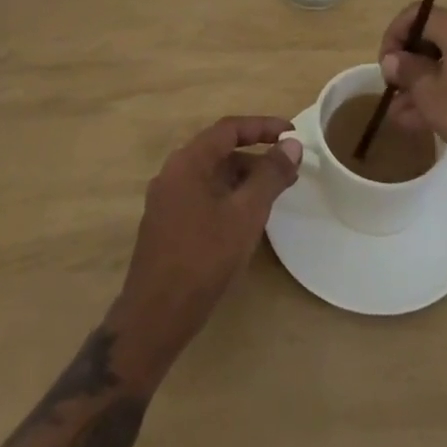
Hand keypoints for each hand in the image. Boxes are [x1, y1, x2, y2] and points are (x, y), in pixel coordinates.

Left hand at [112, 116, 300, 377]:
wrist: (154, 319)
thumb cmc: (203, 259)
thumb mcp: (245, 215)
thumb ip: (270, 176)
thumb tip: (292, 145)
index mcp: (188, 162)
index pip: (229, 129)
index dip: (263, 127)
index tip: (291, 133)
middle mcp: (173, 173)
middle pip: (220, 151)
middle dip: (256, 156)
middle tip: (288, 168)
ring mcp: (167, 200)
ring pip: (212, 176)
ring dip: (244, 179)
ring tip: (274, 195)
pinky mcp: (167, 225)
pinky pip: (203, 196)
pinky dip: (229, 197)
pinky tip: (246, 220)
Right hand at [377, 2, 446, 183]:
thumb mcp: (433, 97)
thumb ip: (408, 72)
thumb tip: (394, 59)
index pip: (418, 14)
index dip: (395, 35)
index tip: (386, 65)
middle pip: (437, 36)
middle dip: (412, 65)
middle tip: (396, 92)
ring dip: (430, 81)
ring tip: (406, 115)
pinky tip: (435, 117)